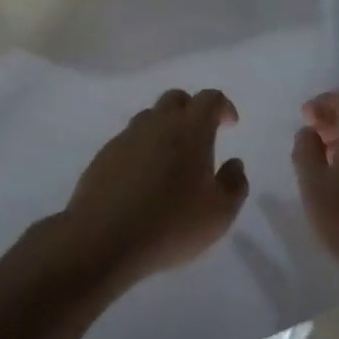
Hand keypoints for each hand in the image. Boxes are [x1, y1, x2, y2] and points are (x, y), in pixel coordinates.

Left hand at [58, 89, 248, 289]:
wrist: (103, 239)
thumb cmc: (171, 224)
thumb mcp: (220, 213)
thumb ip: (234, 184)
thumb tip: (234, 164)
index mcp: (190, 130)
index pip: (209, 99)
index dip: (223, 106)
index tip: (230, 124)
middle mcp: (157, 124)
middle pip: (176, 99)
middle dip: (192, 110)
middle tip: (201, 137)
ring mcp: (126, 138)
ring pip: (149, 118)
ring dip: (165, 128)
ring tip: (171, 159)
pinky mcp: (104, 156)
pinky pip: (128, 141)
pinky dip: (142, 149)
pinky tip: (143, 179)